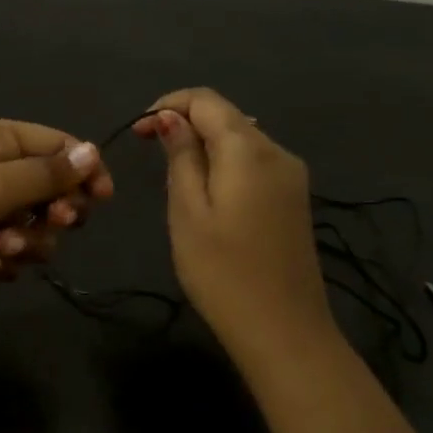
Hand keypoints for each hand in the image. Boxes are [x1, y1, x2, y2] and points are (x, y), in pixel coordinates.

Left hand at [0, 119, 113, 314]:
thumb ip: (45, 173)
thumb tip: (92, 151)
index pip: (56, 145)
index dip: (83, 167)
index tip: (102, 196)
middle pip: (52, 188)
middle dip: (57, 209)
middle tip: (54, 222)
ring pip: (38, 226)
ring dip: (30, 240)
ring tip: (3, 246)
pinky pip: (15, 253)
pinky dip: (7, 260)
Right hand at [133, 89, 334, 356]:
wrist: (285, 332)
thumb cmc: (223, 272)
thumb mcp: (187, 211)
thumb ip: (181, 156)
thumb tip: (170, 117)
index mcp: (249, 150)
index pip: (206, 100)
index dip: (167, 104)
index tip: (137, 131)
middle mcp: (277, 152)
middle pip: (226, 115)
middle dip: (184, 120)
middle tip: (148, 149)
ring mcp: (291, 176)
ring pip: (241, 137)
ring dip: (204, 141)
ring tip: (173, 170)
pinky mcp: (295, 198)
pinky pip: (254, 160)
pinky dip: (224, 160)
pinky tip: (206, 188)